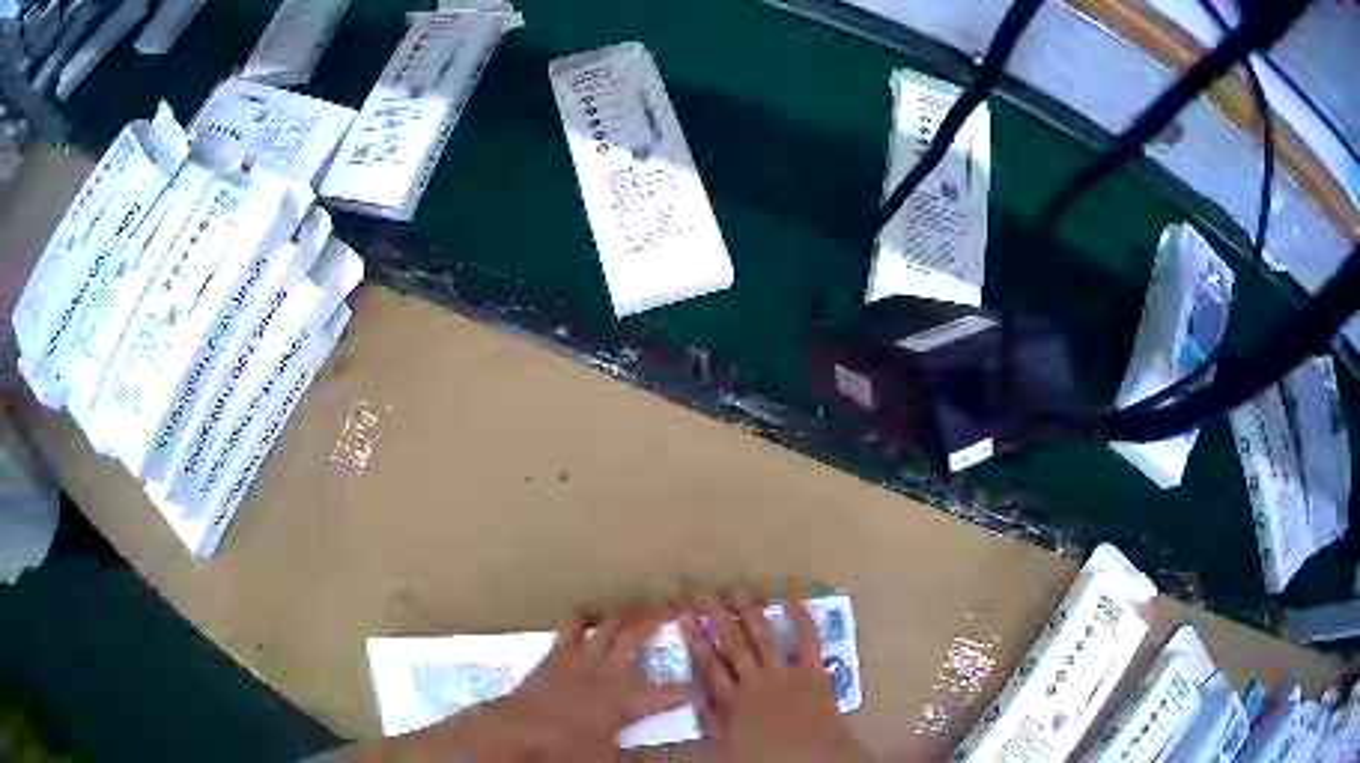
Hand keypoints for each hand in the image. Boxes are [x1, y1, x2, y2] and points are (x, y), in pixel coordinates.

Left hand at [450, 609, 692, 760]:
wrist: (515, 730)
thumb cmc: (565, 749)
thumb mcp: (606, 756)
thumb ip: (628, 748)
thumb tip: (645, 756)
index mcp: (626, 697)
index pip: (670, 691)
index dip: (689, 687)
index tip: (701, 683)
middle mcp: (606, 669)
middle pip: (635, 633)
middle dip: (656, 619)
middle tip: (672, 608)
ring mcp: (579, 657)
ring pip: (605, 621)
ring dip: (622, 612)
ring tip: (634, 608)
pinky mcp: (556, 653)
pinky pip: (572, 625)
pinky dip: (585, 618)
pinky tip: (589, 618)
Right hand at [679, 597, 864, 762]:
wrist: (812, 757)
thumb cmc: (769, 756)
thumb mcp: (730, 746)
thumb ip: (714, 722)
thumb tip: (699, 700)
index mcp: (732, 701)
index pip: (708, 663)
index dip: (694, 637)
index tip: (682, 615)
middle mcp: (754, 681)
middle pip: (732, 644)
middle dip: (715, 617)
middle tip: (702, 593)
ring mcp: (784, 673)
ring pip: (762, 637)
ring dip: (748, 613)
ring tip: (735, 592)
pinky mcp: (811, 671)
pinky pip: (807, 641)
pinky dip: (801, 619)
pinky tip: (791, 601)